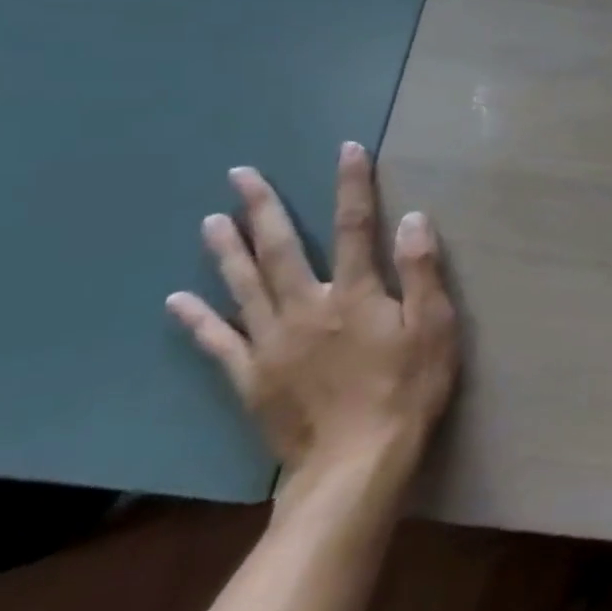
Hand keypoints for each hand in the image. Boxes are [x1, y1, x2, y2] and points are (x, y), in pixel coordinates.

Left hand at [167, 143, 458, 494]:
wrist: (358, 461)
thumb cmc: (409, 387)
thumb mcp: (434, 325)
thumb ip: (423, 270)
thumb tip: (412, 217)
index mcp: (356, 293)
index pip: (357, 225)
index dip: (353, 185)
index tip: (347, 149)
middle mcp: (308, 307)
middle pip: (284, 249)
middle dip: (265, 208)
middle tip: (241, 175)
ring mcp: (272, 342)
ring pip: (244, 286)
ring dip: (228, 250)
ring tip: (211, 220)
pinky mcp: (251, 377)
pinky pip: (218, 341)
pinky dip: (197, 320)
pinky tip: (177, 301)